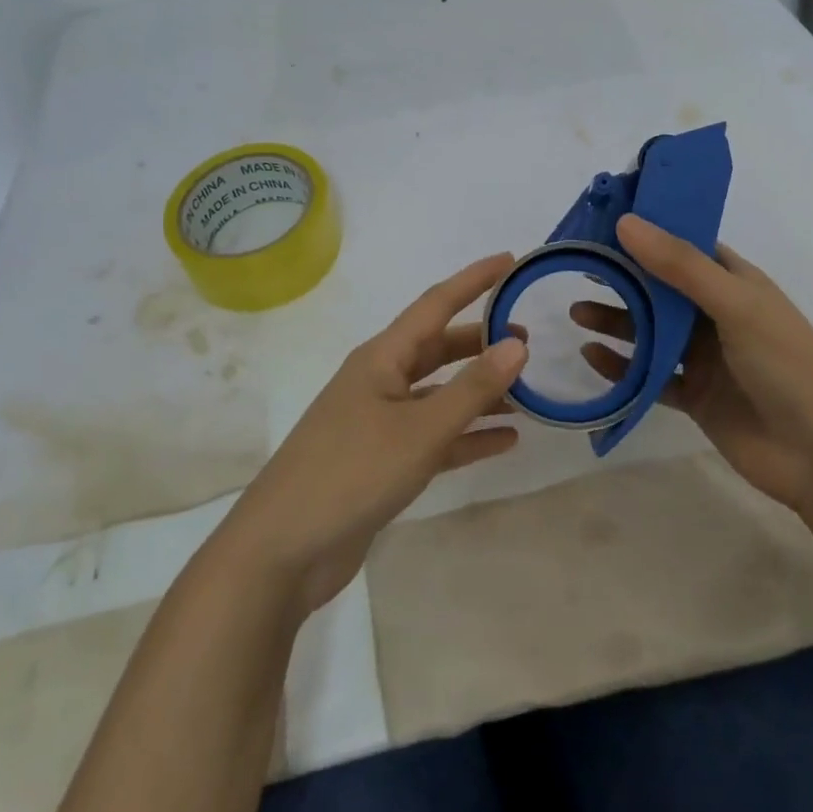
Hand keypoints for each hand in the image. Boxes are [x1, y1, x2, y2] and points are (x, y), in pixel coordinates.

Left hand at [219, 254, 528, 614]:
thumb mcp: (420, 429)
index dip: (473, 280)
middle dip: (481, 342)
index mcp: (381, 358)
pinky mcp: (383, 462)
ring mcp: (379, 423)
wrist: (284, 550)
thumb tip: (517, 344)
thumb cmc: (351, 472)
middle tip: (528, 341)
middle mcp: (380, 381)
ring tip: (527, 392)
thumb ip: (472, 389)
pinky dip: (467, 436)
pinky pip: (434, 437)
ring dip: (479, 392)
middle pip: (439, 349)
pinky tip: (506, 441)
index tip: (509, 261)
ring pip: (439, 394)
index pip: (435, 304)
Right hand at [572, 215, 812, 512]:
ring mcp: (705, 357)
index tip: (603, 222)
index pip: (685, 246)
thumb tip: (625, 222)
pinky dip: (622, 368)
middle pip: (661, 288)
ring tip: (576, 313)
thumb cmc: (786, 364)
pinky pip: (650, 376)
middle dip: (623, 278)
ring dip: (617, 321)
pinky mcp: (695, 396)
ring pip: (651, 332)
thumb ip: (679, 266)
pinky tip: (591, 357)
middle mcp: (717, 314)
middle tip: (578, 267)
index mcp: (734, 282)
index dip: (648, 232)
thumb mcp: (734, 304)